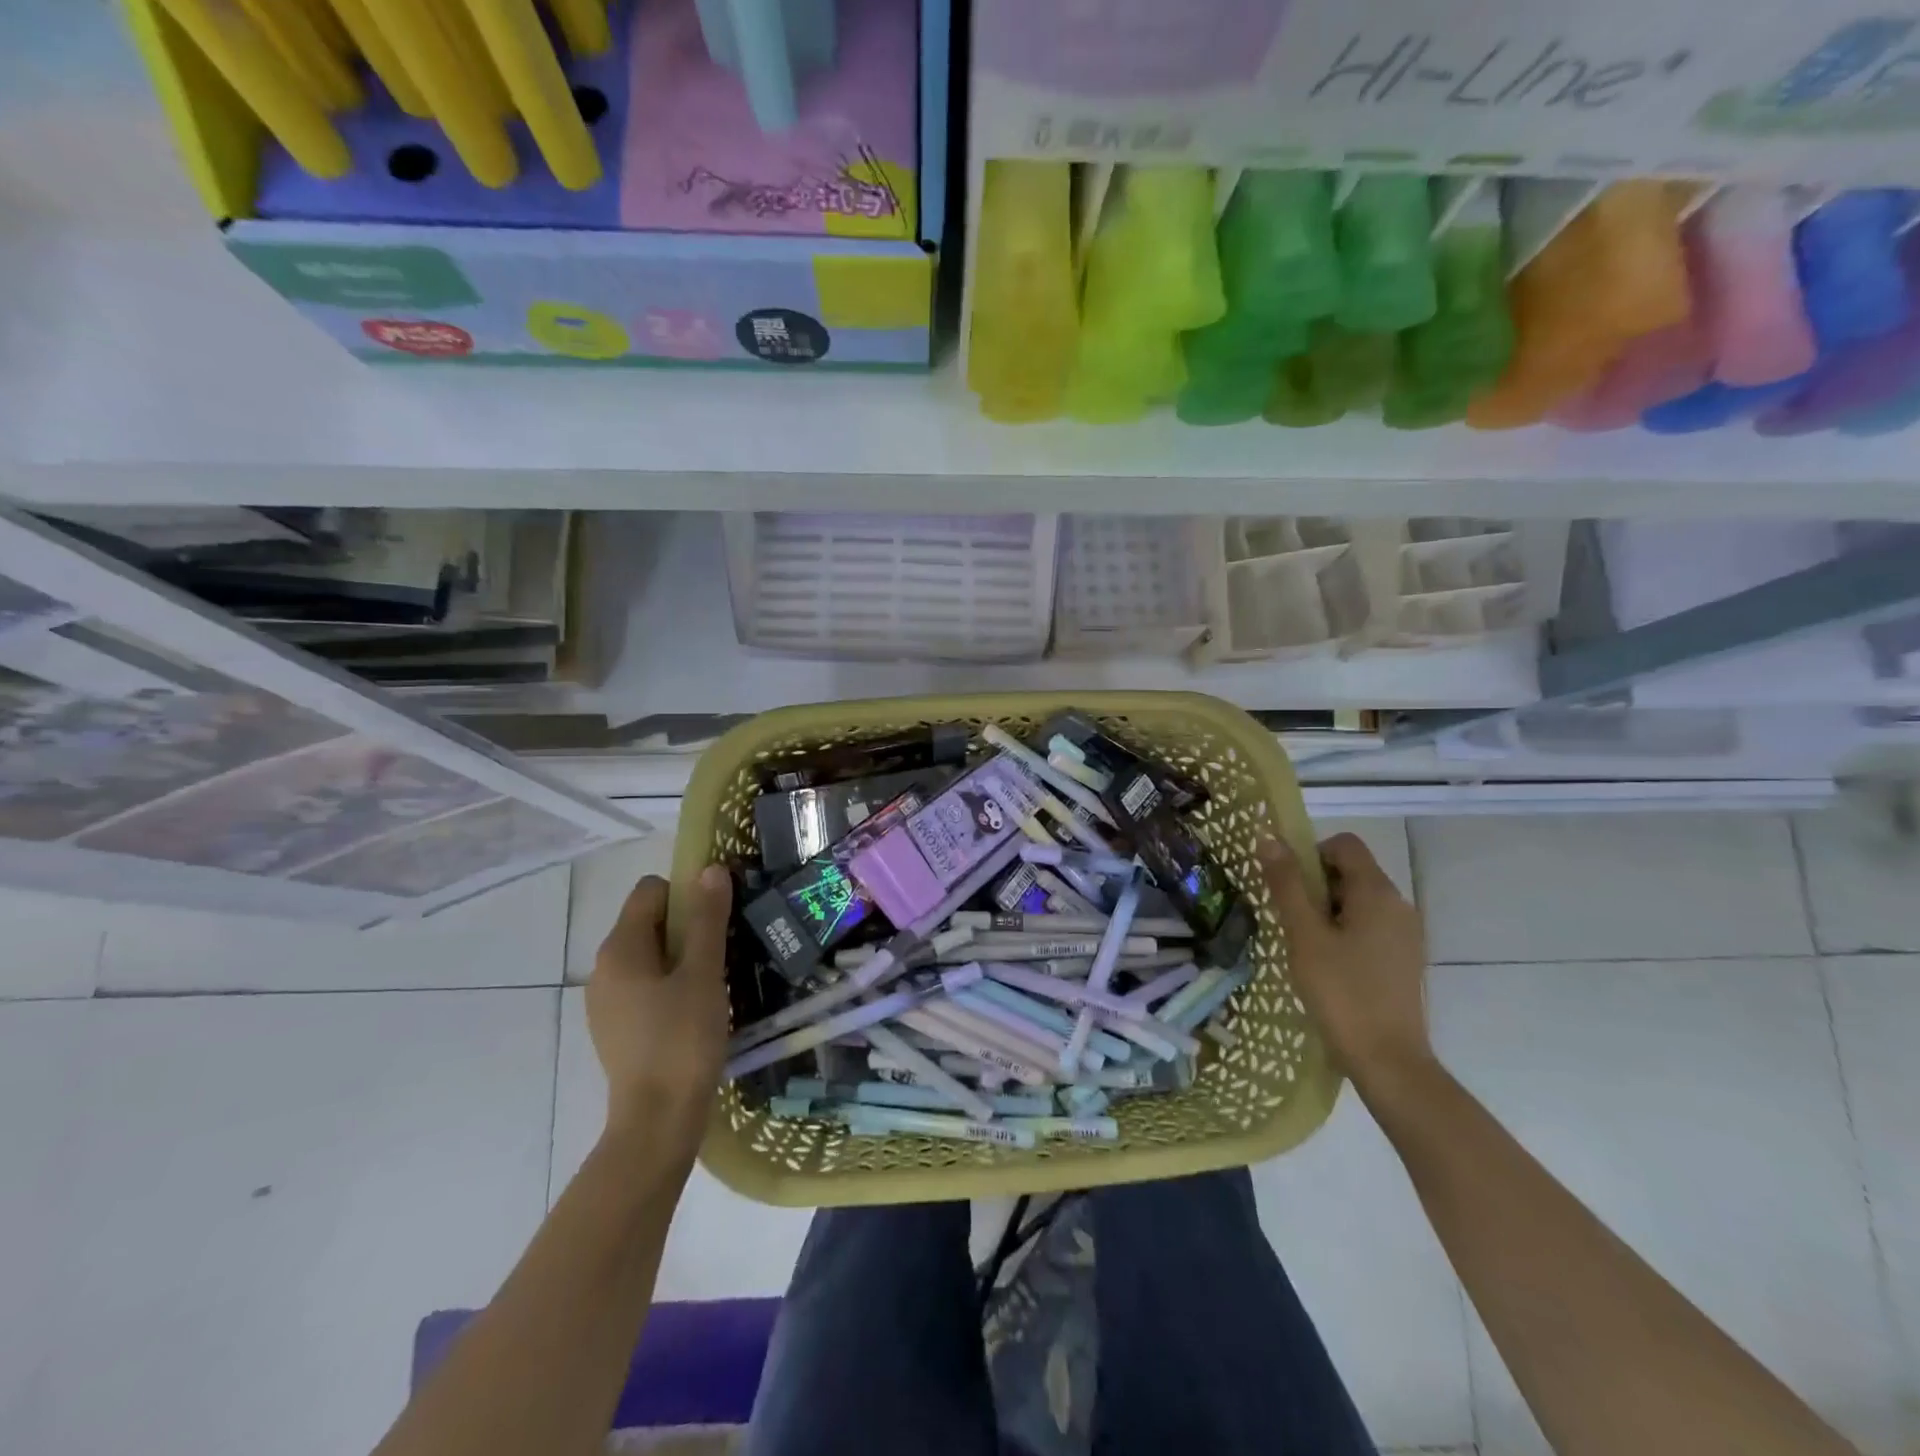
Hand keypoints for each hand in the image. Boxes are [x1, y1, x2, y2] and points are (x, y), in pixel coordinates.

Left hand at [587, 866, 732, 1160]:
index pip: (650, 891)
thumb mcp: (704, 973)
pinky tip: (696, 1009)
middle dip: (688, 926)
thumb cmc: (682, 1040)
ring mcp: (606, 1001)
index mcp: (620, 948)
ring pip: (649, 956)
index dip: (686, 892)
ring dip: (682, 956)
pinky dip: (670, 984)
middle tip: (724, 948)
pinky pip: (645, 985)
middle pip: (649, 922)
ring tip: (715, 979)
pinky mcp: (616, 1027)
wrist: (657, 1122)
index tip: (719, 915)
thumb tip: (710, 870)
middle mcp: (604, 968)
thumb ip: (707, 919)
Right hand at [1258, 833, 1433, 1097]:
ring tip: (1305, 945)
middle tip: (1291, 920)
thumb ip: (1287, 884)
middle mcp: (1398, 904)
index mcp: (1377, 892)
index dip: (1310, 854)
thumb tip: (1269, 838)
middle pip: (1350, 871)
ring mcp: (1405, 933)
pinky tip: (1328, 965)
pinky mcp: (1404, 958)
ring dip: (1327, 910)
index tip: (1288, 887)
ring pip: (1358, 900)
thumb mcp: (1304, 935)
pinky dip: (1344, 931)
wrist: (1388, 1061)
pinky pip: (1369, 925)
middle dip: (1315, 886)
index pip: (1343, 844)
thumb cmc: (1341, 992)